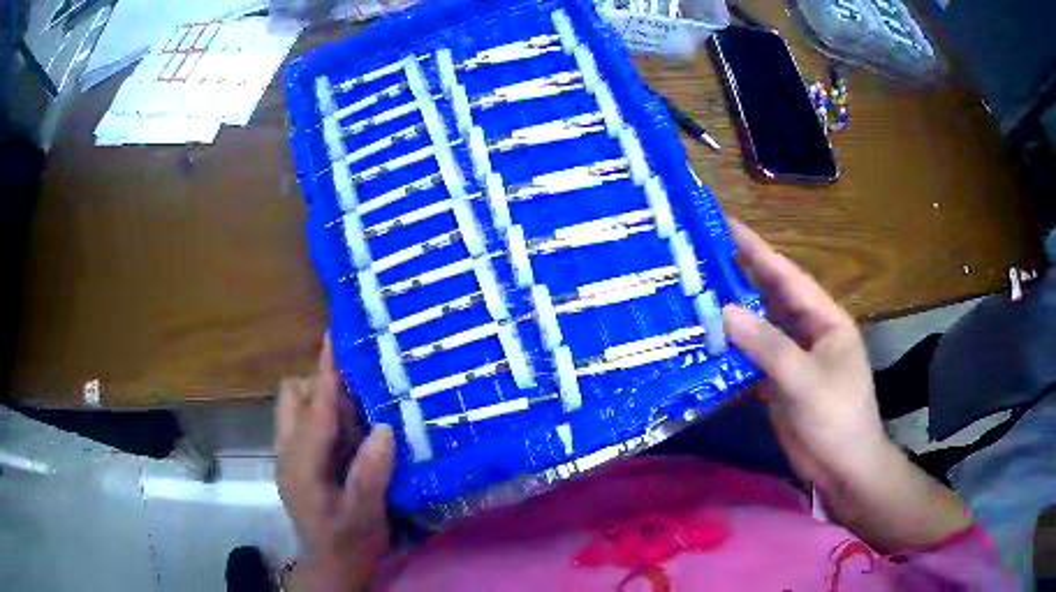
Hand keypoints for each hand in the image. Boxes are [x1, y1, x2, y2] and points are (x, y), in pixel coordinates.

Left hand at [275, 335, 394, 591]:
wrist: (331, 565)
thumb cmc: (348, 541)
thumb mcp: (365, 515)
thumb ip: (371, 474)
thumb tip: (385, 428)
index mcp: (301, 463)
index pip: (314, 407)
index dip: (325, 372)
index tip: (335, 337)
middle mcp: (287, 451)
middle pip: (294, 397)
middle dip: (322, 385)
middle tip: (364, 393)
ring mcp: (289, 455)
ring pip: (297, 407)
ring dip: (324, 401)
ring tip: (361, 413)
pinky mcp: (296, 461)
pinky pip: (305, 423)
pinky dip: (326, 417)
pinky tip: (353, 433)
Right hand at [722, 219, 969, 551]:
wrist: (844, 468)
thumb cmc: (836, 418)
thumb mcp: (805, 380)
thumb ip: (767, 346)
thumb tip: (724, 312)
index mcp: (825, 320)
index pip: (788, 277)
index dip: (758, 250)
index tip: (726, 224)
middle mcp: (808, 332)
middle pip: (771, 298)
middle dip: (740, 277)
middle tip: (701, 256)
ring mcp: (793, 359)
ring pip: (759, 329)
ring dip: (731, 315)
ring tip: (694, 294)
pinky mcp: (779, 384)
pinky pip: (751, 359)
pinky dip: (731, 352)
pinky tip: (705, 344)